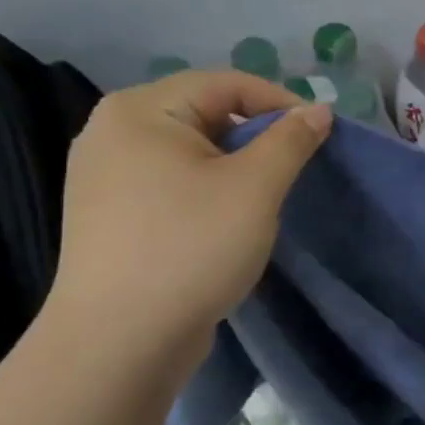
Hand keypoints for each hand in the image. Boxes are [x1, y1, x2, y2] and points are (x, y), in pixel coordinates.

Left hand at [49, 70, 331, 368]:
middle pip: (205, 112)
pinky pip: (171, 180)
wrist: (119, 341)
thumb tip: (319, 110)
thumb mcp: (255, 188)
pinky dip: (208, 188)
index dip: (280, 102)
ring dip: (236, 165)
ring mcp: (104, 175)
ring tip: (265, 197)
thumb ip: (291, 140)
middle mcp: (112, 131)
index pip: (226, 84)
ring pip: (191, 150)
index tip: (320, 135)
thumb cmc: (191, 248)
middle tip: (295, 169)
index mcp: (140, 111)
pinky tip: (226, 221)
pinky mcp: (110, 213)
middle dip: (258, 135)